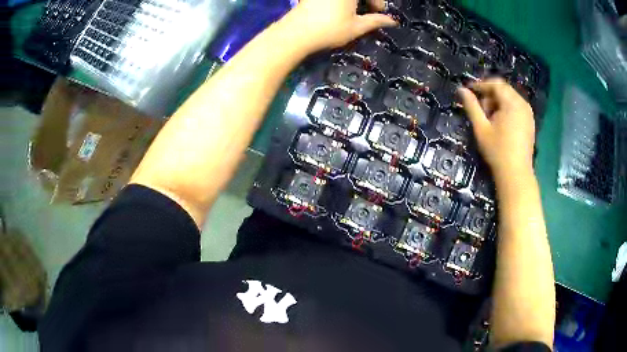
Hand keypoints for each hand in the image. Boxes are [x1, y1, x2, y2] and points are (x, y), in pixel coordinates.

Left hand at [280, 0, 396, 51]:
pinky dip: (341, 1)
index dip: (377, 2)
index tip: (378, 12)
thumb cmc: (330, 29)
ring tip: (354, 12)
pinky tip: (340, 9)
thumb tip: (392, 21)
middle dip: (367, 1)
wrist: (295, 33)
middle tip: (369, 11)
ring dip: (354, 1)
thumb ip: (376, 21)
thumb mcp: (357, 27)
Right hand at [458, 78, 535, 182]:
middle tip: (481, 110)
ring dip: (498, 103)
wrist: (516, 174)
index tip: (469, 91)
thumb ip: (471, 106)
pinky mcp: (530, 122)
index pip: (496, 84)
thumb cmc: (497, 151)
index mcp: (512, 103)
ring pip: (510, 98)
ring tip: (490, 119)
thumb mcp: (481, 128)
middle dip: (490, 95)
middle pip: (504, 90)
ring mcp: (528, 114)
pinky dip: (507, 110)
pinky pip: (517, 107)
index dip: (481, 85)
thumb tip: (461, 89)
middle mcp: (523, 104)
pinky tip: (501, 124)